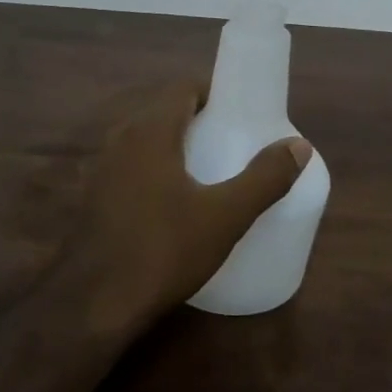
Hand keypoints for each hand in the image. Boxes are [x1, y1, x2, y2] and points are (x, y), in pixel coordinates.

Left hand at [66, 82, 310, 333]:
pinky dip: (151, 170)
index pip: (182, 88)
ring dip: (172, 145)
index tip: (239, 111)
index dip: (213, 92)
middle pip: (162, 112)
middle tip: (229, 141)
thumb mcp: (226, 216)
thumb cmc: (164, 250)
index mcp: (149, 131)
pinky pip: (128, 167)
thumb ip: (265, 178)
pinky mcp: (91, 197)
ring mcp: (99, 169)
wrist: (95, 303)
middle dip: (197, 119)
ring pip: (142, 140)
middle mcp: (119, 139)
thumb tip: (299, 145)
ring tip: (205, 171)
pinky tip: (169, 202)